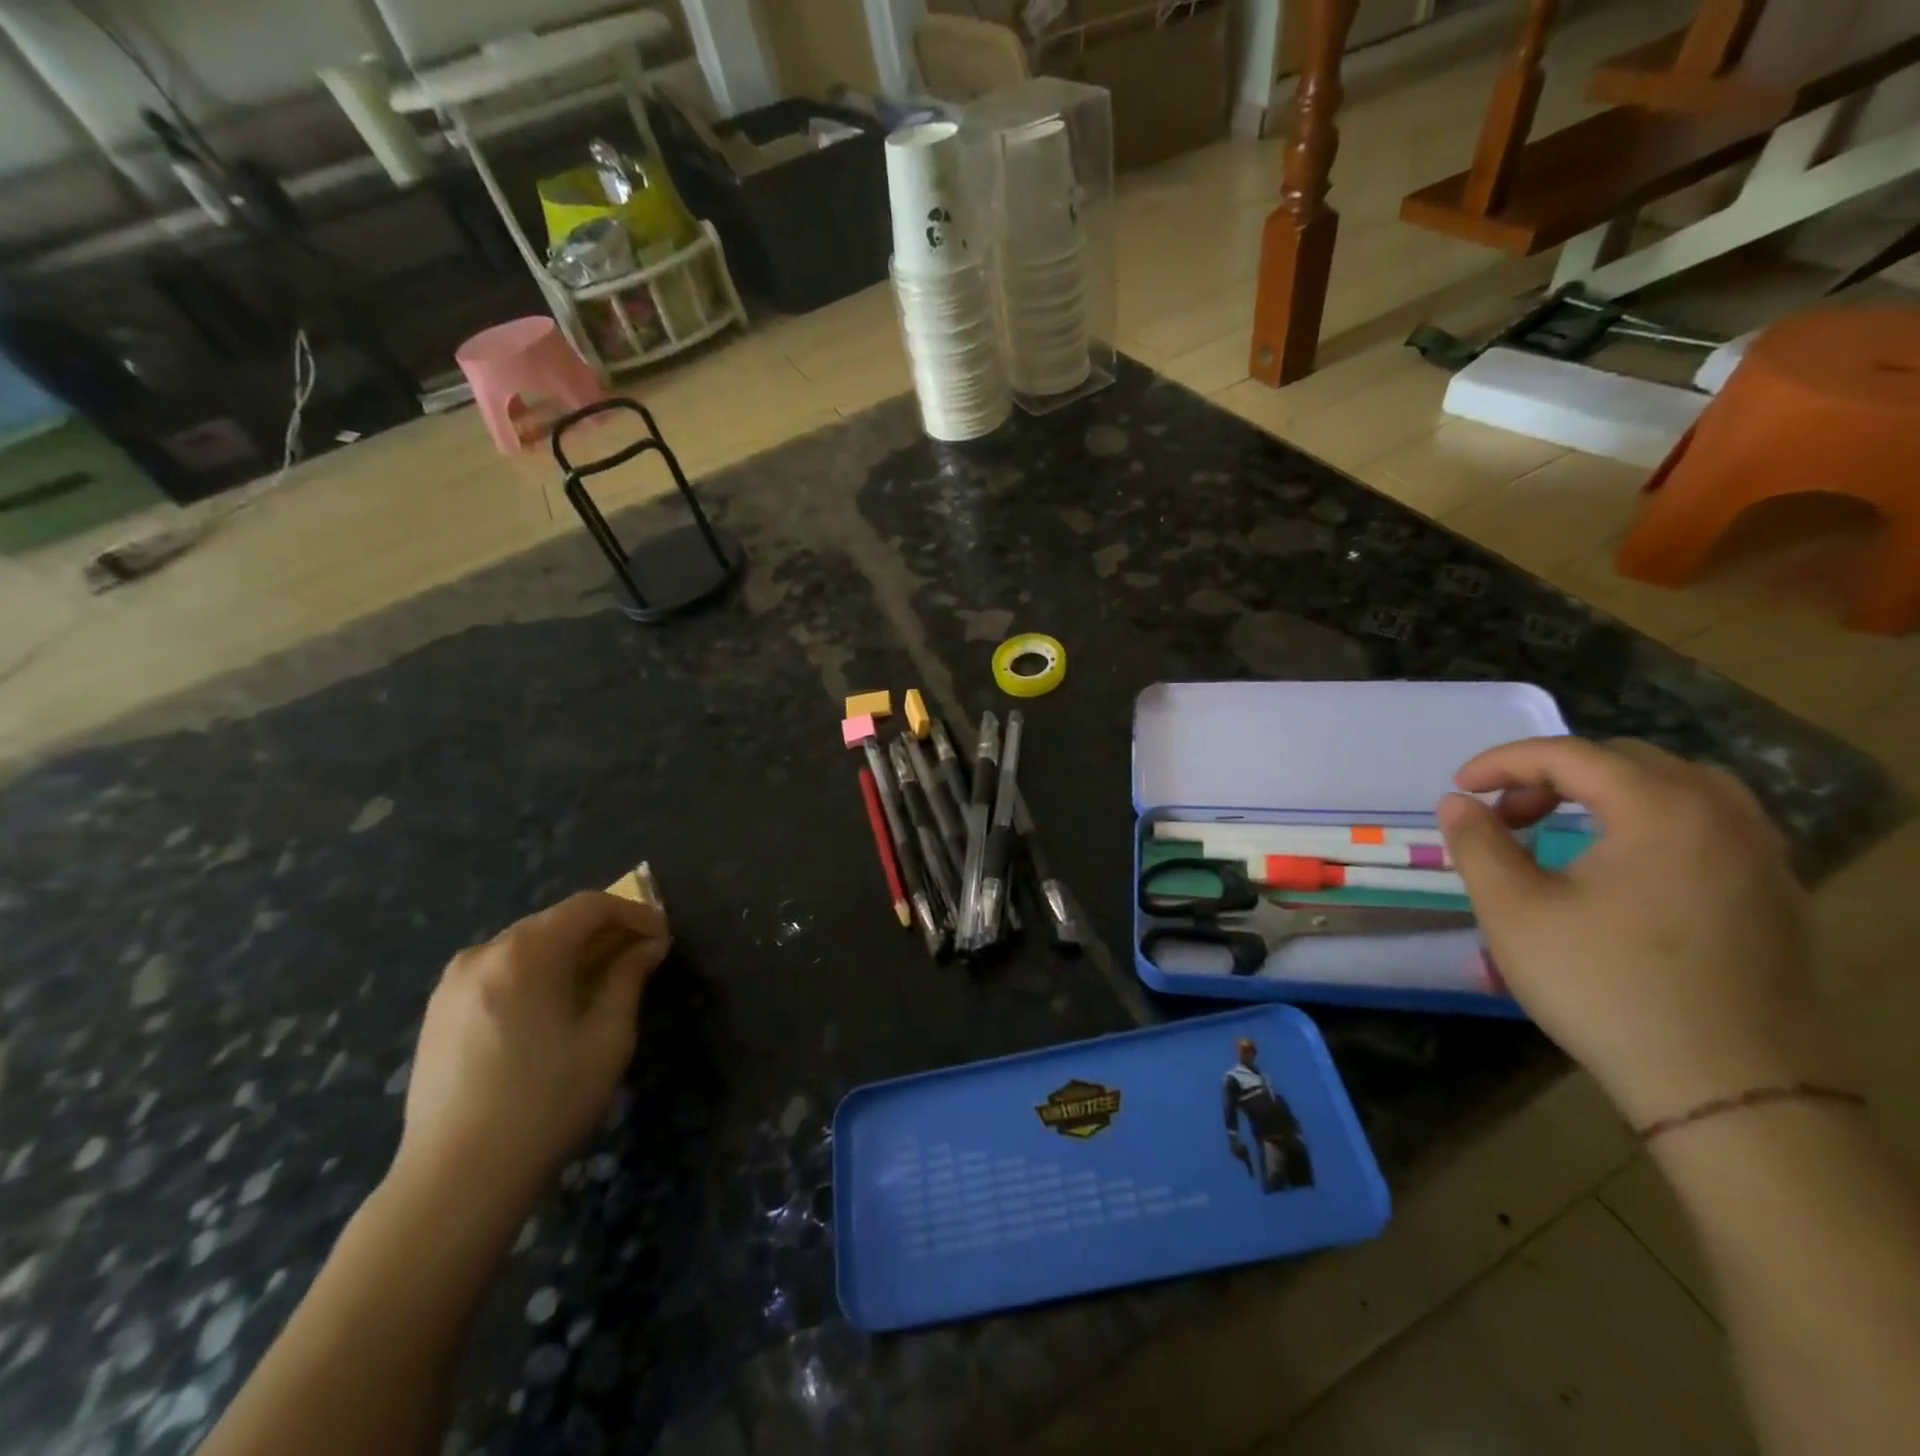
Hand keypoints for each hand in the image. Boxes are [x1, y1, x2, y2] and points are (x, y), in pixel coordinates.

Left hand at [391, 892, 670, 1223]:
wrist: (456, 1179)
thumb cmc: (547, 1103)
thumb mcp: (607, 1037)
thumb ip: (629, 978)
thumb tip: (649, 945)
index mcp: (526, 953)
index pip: (590, 906)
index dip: (634, 913)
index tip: (662, 935)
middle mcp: (484, 953)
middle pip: (556, 921)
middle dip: (603, 932)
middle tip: (639, 957)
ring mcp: (453, 982)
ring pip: (526, 945)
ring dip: (569, 952)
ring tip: (599, 981)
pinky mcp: (437, 1011)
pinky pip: (499, 970)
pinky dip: (535, 972)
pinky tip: (553, 1006)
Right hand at [1437, 737, 1845, 1127]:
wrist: (1730, 1089)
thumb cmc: (1604, 986)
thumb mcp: (1513, 910)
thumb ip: (1478, 844)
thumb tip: (1458, 802)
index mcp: (1661, 810)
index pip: (1570, 754)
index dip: (1502, 762)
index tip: (1459, 789)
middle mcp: (1724, 817)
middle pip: (1626, 762)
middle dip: (1553, 777)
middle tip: (1508, 815)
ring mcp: (1763, 858)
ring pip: (1677, 790)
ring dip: (1607, 796)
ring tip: (1562, 831)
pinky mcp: (1776, 897)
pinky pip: (1708, 827)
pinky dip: (1650, 824)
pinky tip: (1620, 867)